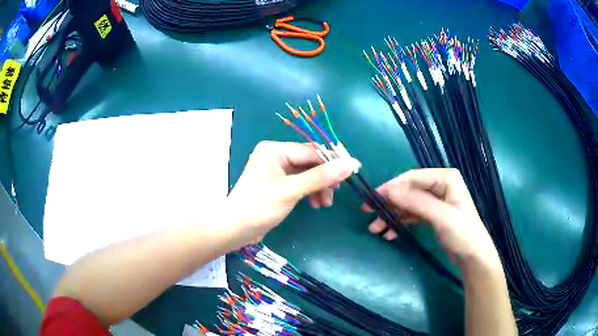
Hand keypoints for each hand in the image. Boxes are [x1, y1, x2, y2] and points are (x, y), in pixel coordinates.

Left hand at [227, 141, 359, 244]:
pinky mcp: (277, 184)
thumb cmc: (259, 206)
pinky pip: (300, 182)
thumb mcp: (291, 190)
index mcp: (275, 150)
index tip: (353, 171)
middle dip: (324, 178)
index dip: (333, 161)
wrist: (235, 229)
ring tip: (324, 204)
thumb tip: (351, 164)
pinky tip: (315, 203)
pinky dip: (309, 192)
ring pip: (307, 173)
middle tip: (335, 194)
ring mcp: (276, 170)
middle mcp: (276, 155)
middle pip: (310, 162)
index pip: (311, 151)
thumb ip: (321, 177)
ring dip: (319, 187)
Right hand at [363, 168, 498, 267]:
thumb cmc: (462, 234)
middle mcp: (440, 186)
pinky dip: (401, 223)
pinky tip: (390, 233)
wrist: (473, 257)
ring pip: (408, 204)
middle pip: (408, 191)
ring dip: (392, 215)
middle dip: (389, 204)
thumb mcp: (441, 216)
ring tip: (375, 229)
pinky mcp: (433, 215)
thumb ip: (416, 202)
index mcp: (445, 178)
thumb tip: (389, 191)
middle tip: (368, 214)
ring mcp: (436, 201)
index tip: (372, 199)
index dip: (391, 187)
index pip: (413, 178)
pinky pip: (413, 215)